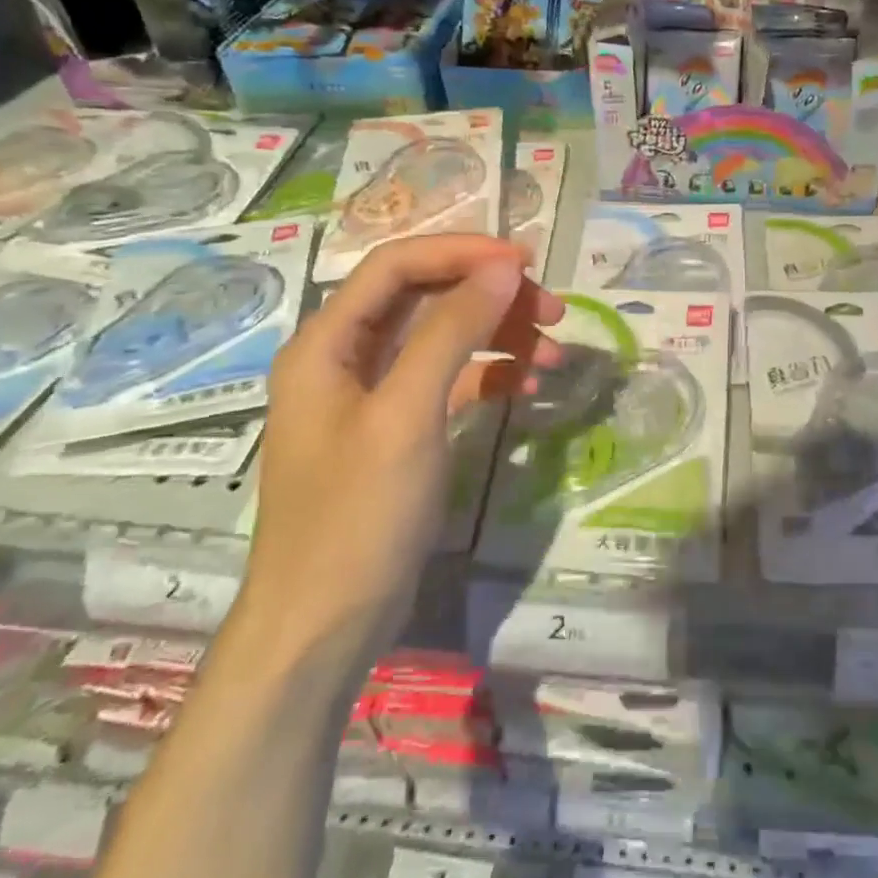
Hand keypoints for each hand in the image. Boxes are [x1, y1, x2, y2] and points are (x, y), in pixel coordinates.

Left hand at [242, 236, 562, 656]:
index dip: (461, 252)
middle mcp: (346, 357)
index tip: (525, 262)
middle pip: (425, 297)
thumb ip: (452, 331)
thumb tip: (503, 267)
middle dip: (490, 296)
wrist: (325, 626)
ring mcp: (373, 395)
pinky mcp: (399, 429)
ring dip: (498, 336)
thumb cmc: (358, 515)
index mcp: (328, 342)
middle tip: (553, 311)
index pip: (397, 265)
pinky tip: (526, 389)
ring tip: (552, 356)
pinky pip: (450, 381)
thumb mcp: (408, 414)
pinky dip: (489, 376)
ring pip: (443, 337)